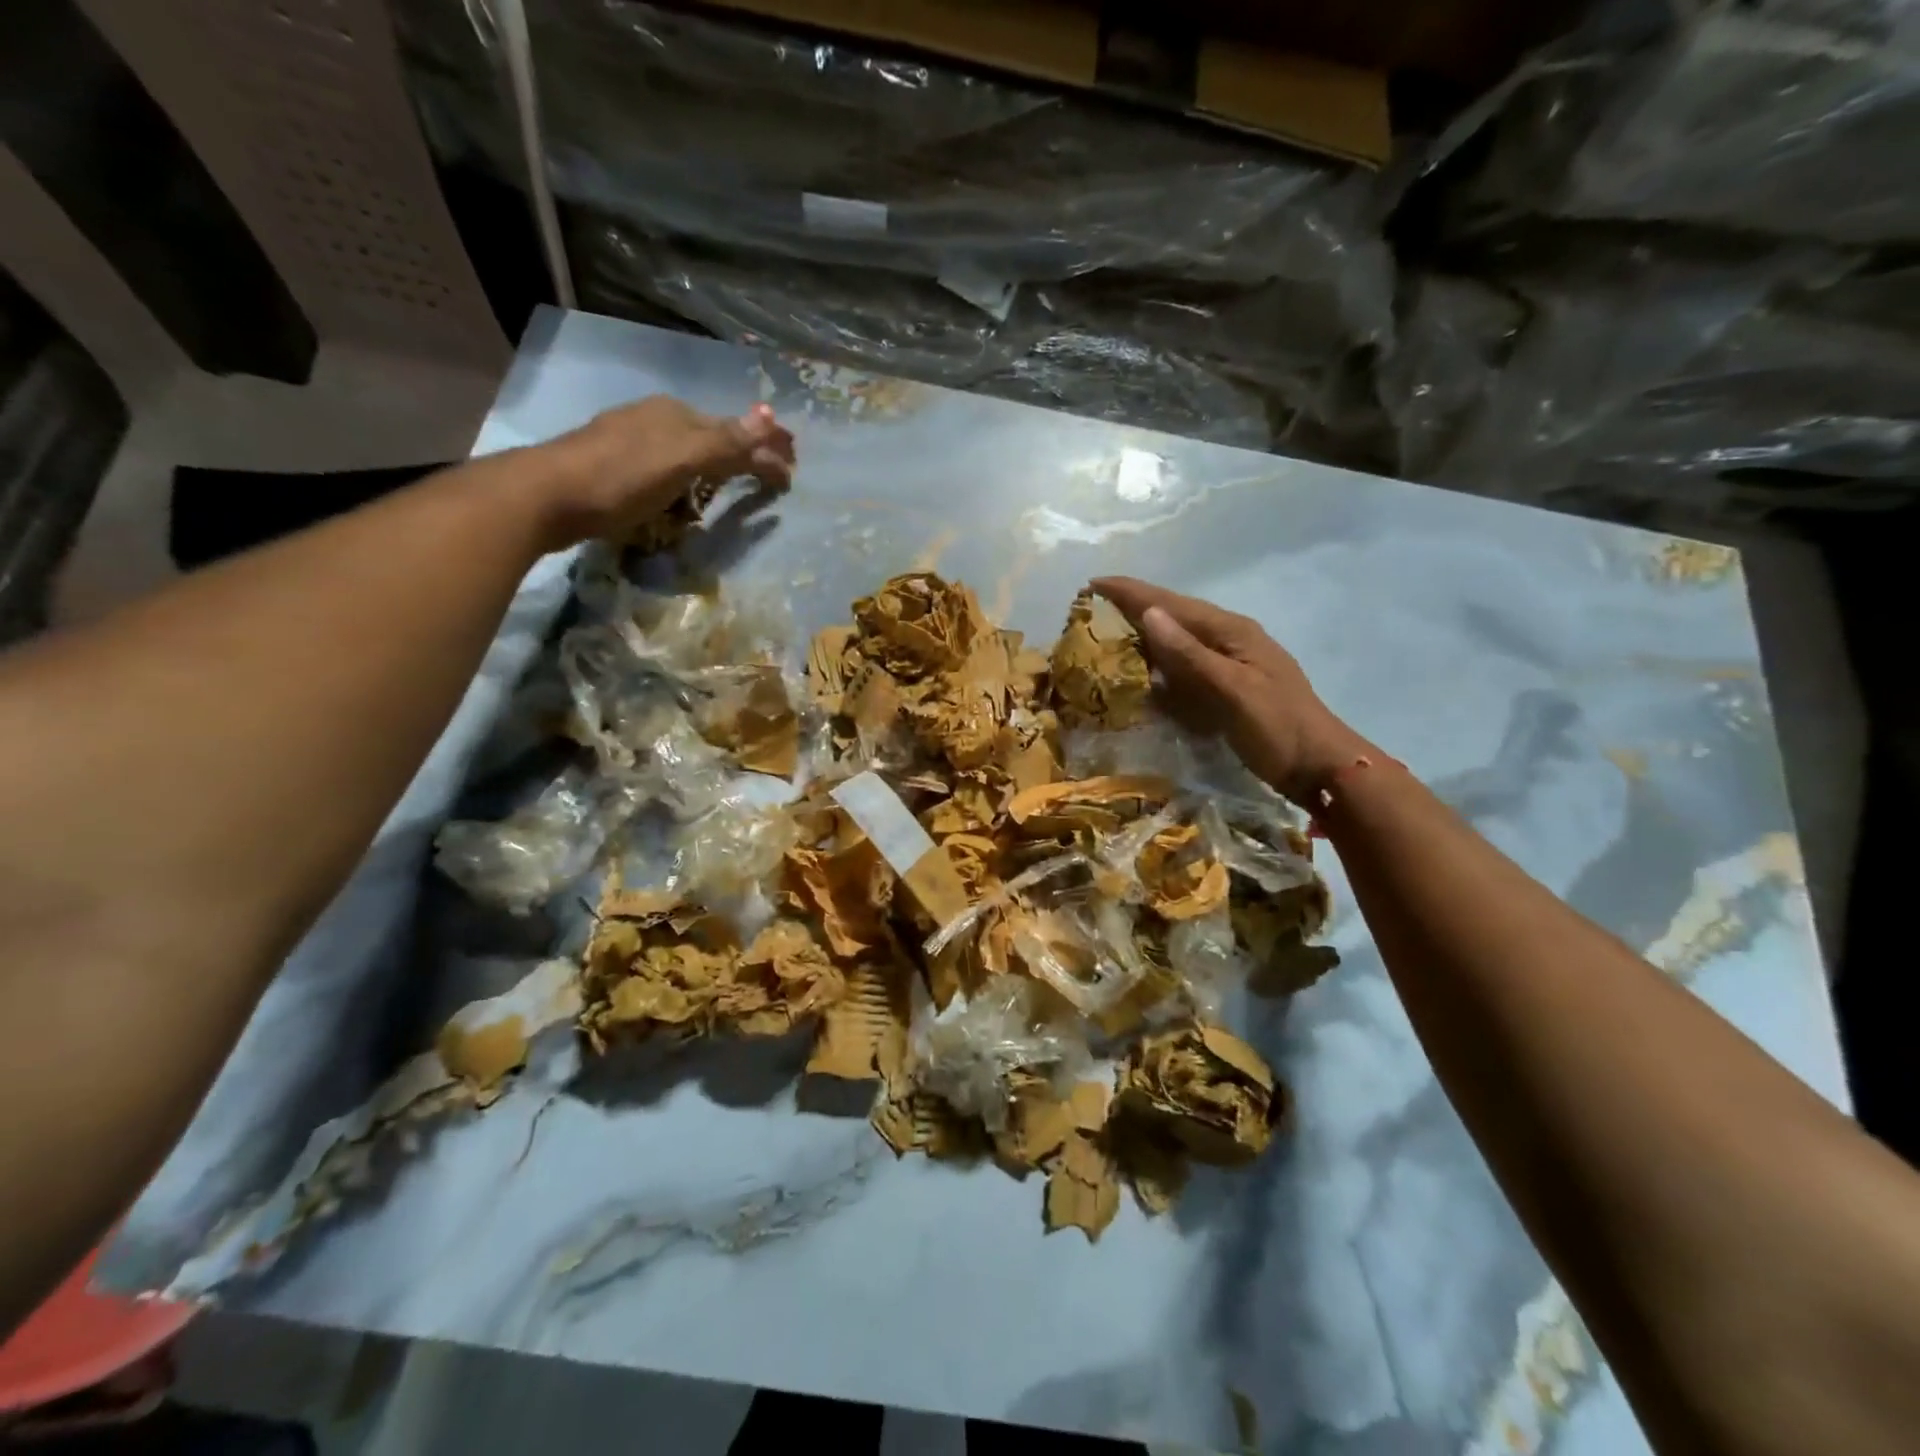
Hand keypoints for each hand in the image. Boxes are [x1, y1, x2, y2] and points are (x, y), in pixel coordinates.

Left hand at [544, 396, 795, 546]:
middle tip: (774, 475)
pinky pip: (668, 467)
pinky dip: (690, 477)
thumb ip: (725, 442)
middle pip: (714, 436)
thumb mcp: (680, 459)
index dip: (766, 449)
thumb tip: (770, 416)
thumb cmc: (621, 477)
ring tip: (739, 483)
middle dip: (747, 453)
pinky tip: (686, 490)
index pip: (735, 431)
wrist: (548, 495)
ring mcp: (632, 440)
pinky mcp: (614, 465)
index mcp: (676, 415)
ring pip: (689, 450)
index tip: (791, 474)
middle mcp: (656, 419)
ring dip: (719, 464)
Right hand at [1092, 576, 1374, 804]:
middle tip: (1092, 610)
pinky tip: (1143, 672)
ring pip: (1177, 641)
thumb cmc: (1276, 728)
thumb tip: (1149, 613)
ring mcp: (1229, 663)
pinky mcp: (1227, 686)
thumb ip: (1189, 654)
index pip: (1170, 603)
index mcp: (1230, 631)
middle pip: (1173, 616)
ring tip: (1107, 634)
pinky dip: (1160, 665)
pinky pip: (1184, 667)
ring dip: (1144, 635)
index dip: (1131, 592)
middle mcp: (1228, 639)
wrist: (1319, 766)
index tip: (1092, 583)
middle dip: (1133, 609)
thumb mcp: (1231, 690)